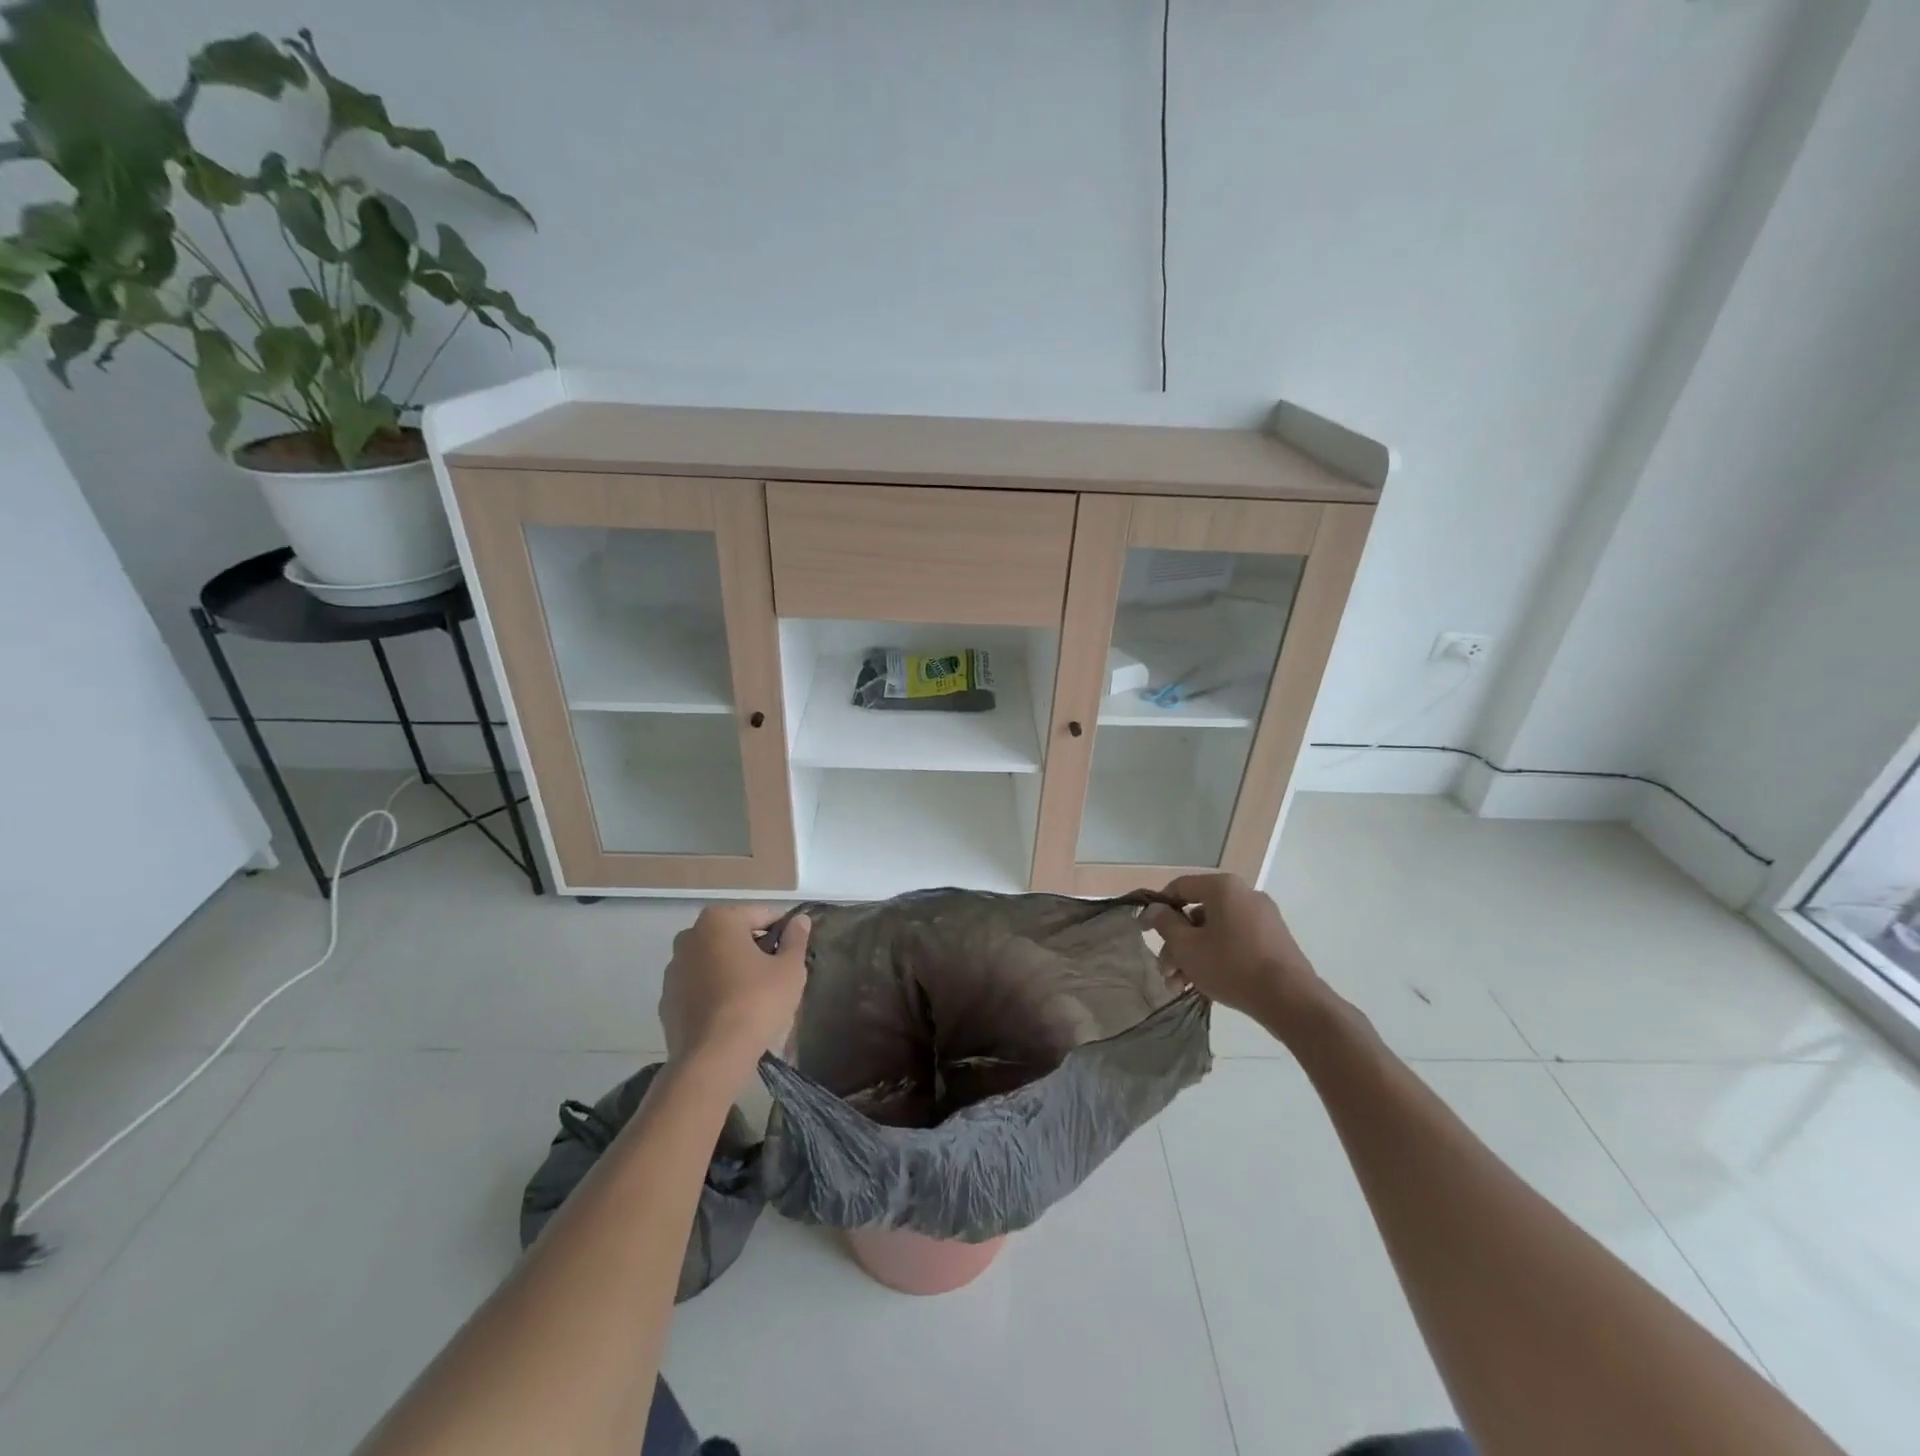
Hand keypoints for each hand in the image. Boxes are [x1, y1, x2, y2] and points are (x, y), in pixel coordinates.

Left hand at [659, 905, 810, 1083]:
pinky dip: (714, 991)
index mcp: (719, 920)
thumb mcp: (790, 969)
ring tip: (755, 996)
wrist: (712, 1058)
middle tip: (778, 974)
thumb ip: (796, 939)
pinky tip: (731, 1013)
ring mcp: (674, 969)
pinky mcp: (667, 999)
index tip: (795, 952)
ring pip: (714, 960)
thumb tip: (799, 920)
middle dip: (756, 948)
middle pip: (735, 935)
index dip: (784, 932)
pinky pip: (699, 986)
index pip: (762, 915)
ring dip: (733, 969)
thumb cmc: (756, 1002)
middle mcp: (690, 936)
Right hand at [1146, 873, 1319, 1025]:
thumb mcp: (1187, 947)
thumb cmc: (1231, 965)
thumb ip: (1165, 924)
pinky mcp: (1274, 940)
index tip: (1144, 931)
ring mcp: (1263, 918)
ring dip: (1193, 956)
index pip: (1179, 887)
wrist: (1291, 1000)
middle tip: (1165, 971)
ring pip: (1215, 932)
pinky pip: (1235, 941)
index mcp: (1223, 888)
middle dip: (1176, 944)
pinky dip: (1216, 957)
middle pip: (1197, 914)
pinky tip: (1203, 985)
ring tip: (1180, 986)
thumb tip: (1155, 909)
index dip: (1157, 908)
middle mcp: (1244, 895)